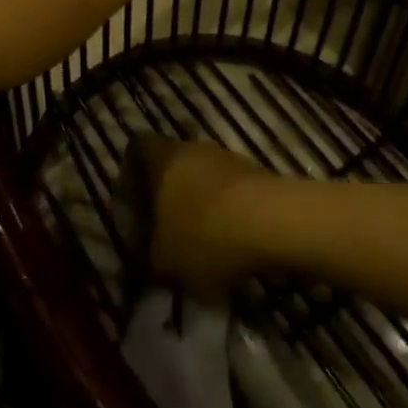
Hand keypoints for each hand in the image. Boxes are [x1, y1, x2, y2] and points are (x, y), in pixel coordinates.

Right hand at [136, 136, 276, 298]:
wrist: (275, 224)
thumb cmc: (205, 235)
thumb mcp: (163, 261)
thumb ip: (149, 255)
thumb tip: (150, 254)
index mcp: (163, 159)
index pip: (138, 147)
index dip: (132, 170)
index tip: (134, 200)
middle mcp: (195, 149)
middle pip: (174, 163)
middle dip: (170, 193)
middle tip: (166, 228)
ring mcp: (230, 158)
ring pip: (206, 177)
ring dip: (202, 203)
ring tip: (202, 242)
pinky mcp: (259, 174)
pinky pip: (233, 191)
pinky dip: (229, 213)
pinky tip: (232, 244)